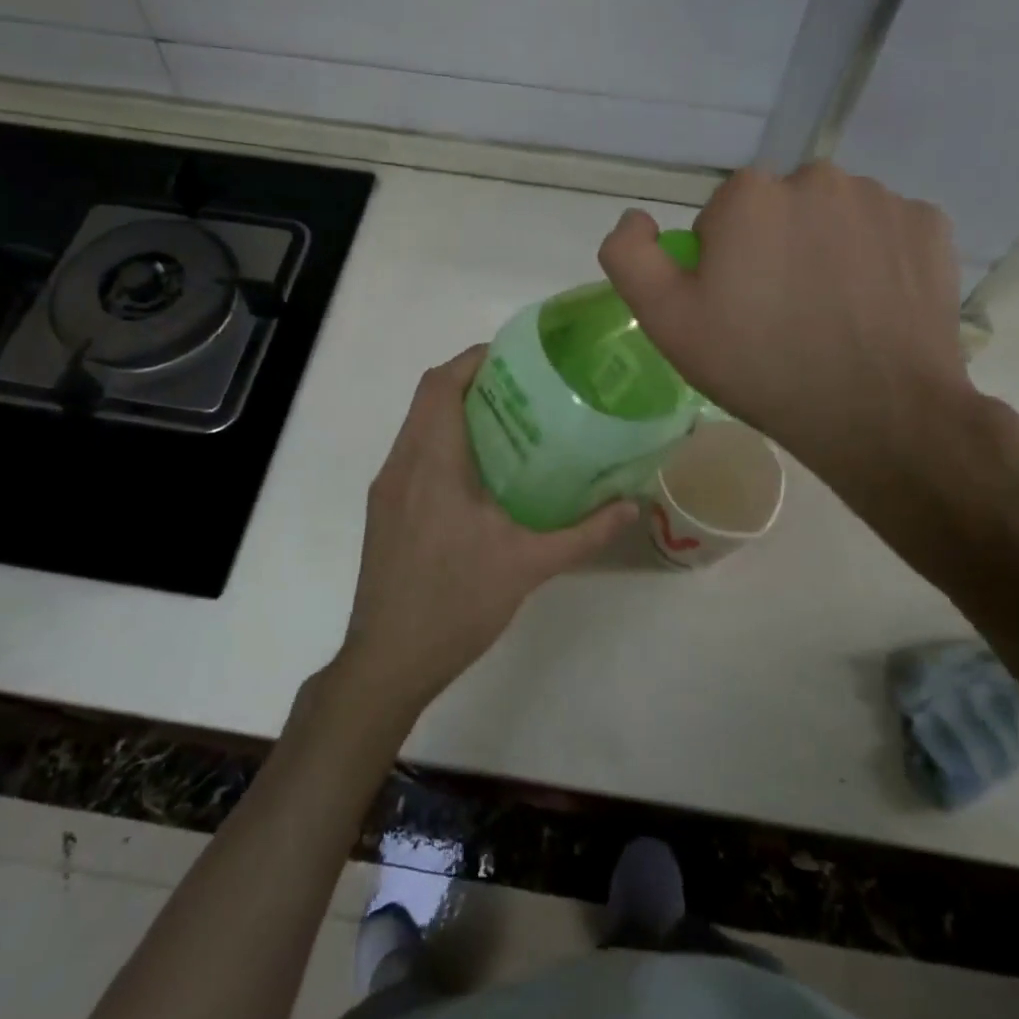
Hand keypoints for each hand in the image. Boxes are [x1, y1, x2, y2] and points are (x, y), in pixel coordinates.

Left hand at [336, 346, 636, 716]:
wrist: (388, 662)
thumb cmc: (456, 605)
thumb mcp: (529, 566)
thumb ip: (585, 532)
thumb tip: (633, 506)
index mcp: (431, 464)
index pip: (441, 385)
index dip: (474, 359)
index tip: (517, 357)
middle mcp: (401, 465)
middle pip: (429, 398)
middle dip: (472, 381)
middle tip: (525, 387)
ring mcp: (387, 489)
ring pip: (418, 426)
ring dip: (457, 412)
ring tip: (511, 422)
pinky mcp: (384, 511)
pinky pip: (413, 454)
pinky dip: (444, 442)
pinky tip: (482, 472)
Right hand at [598, 164, 981, 548]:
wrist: (878, 415)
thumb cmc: (760, 366)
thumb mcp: (667, 321)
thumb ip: (630, 257)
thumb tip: (636, 218)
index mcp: (750, 195)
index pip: (721, 218)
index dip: (722, 263)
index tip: (736, 310)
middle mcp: (817, 178)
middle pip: (778, 211)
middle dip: (774, 249)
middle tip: (782, 315)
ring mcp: (881, 199)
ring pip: (833, 218)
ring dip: (825, 250)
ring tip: (832, 314)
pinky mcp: (930, 226)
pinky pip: (885, 231)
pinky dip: (876, 258)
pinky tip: (874, 306)